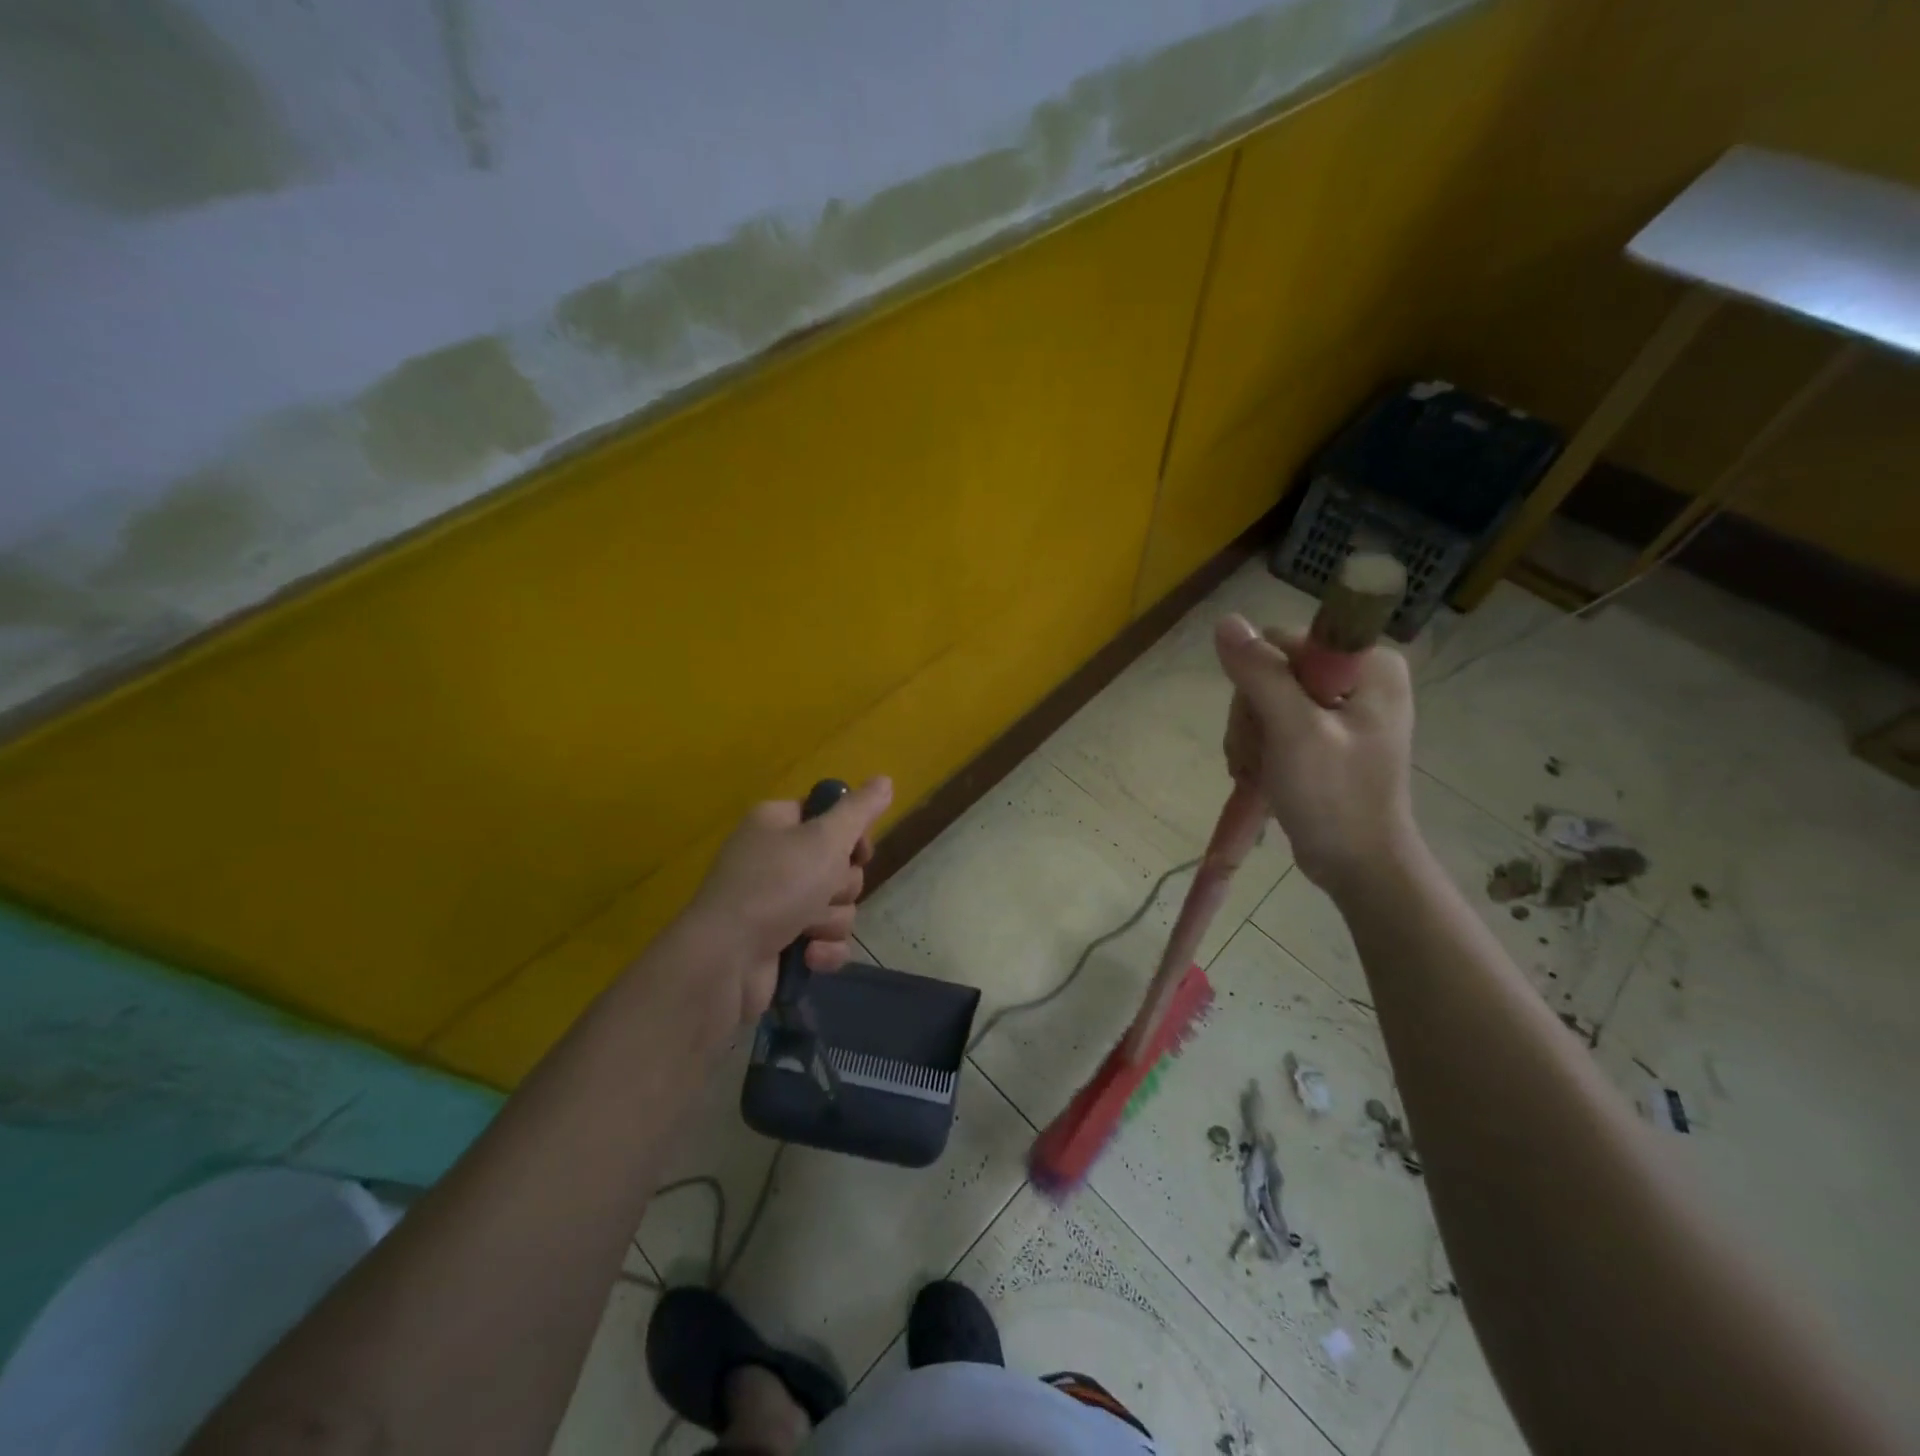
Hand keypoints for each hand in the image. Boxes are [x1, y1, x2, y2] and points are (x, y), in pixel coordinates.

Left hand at [672, 777, 892, 1030]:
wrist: (726, 960)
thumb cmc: (776, 886)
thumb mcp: (825, 838)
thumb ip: (859, 809)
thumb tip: (885, 779)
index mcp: (777, 823)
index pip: (828, 815)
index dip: (850, 834)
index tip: (857, 850)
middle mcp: (775, 858)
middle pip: (839, 865)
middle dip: (840, 886)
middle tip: (822, 890)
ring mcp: (776, 903)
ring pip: (837, 906)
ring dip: (830, 920)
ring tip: (806, 929)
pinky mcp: (781, 943)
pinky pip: (826, 941)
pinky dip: (822, 950)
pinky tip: (808, 956)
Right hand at [1215, 615, 1417, 896]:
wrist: (1357, 865)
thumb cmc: (1334, 798)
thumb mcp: (1293, 731)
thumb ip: (1261, 674)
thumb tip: (1225, 621)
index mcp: (1367, 664)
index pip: (1283, 643)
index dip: (1261, 681)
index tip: (1268, 726)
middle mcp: (1357, 676)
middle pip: (1270, 672)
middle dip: (1253, 717)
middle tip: (1260, 757)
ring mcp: (1341, 707)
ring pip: (1263, 699)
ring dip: (1250, 738)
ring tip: (1260, 773)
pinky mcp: (1325, 734)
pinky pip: (1271, 722)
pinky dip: (1257, 749)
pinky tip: (1261, 774)